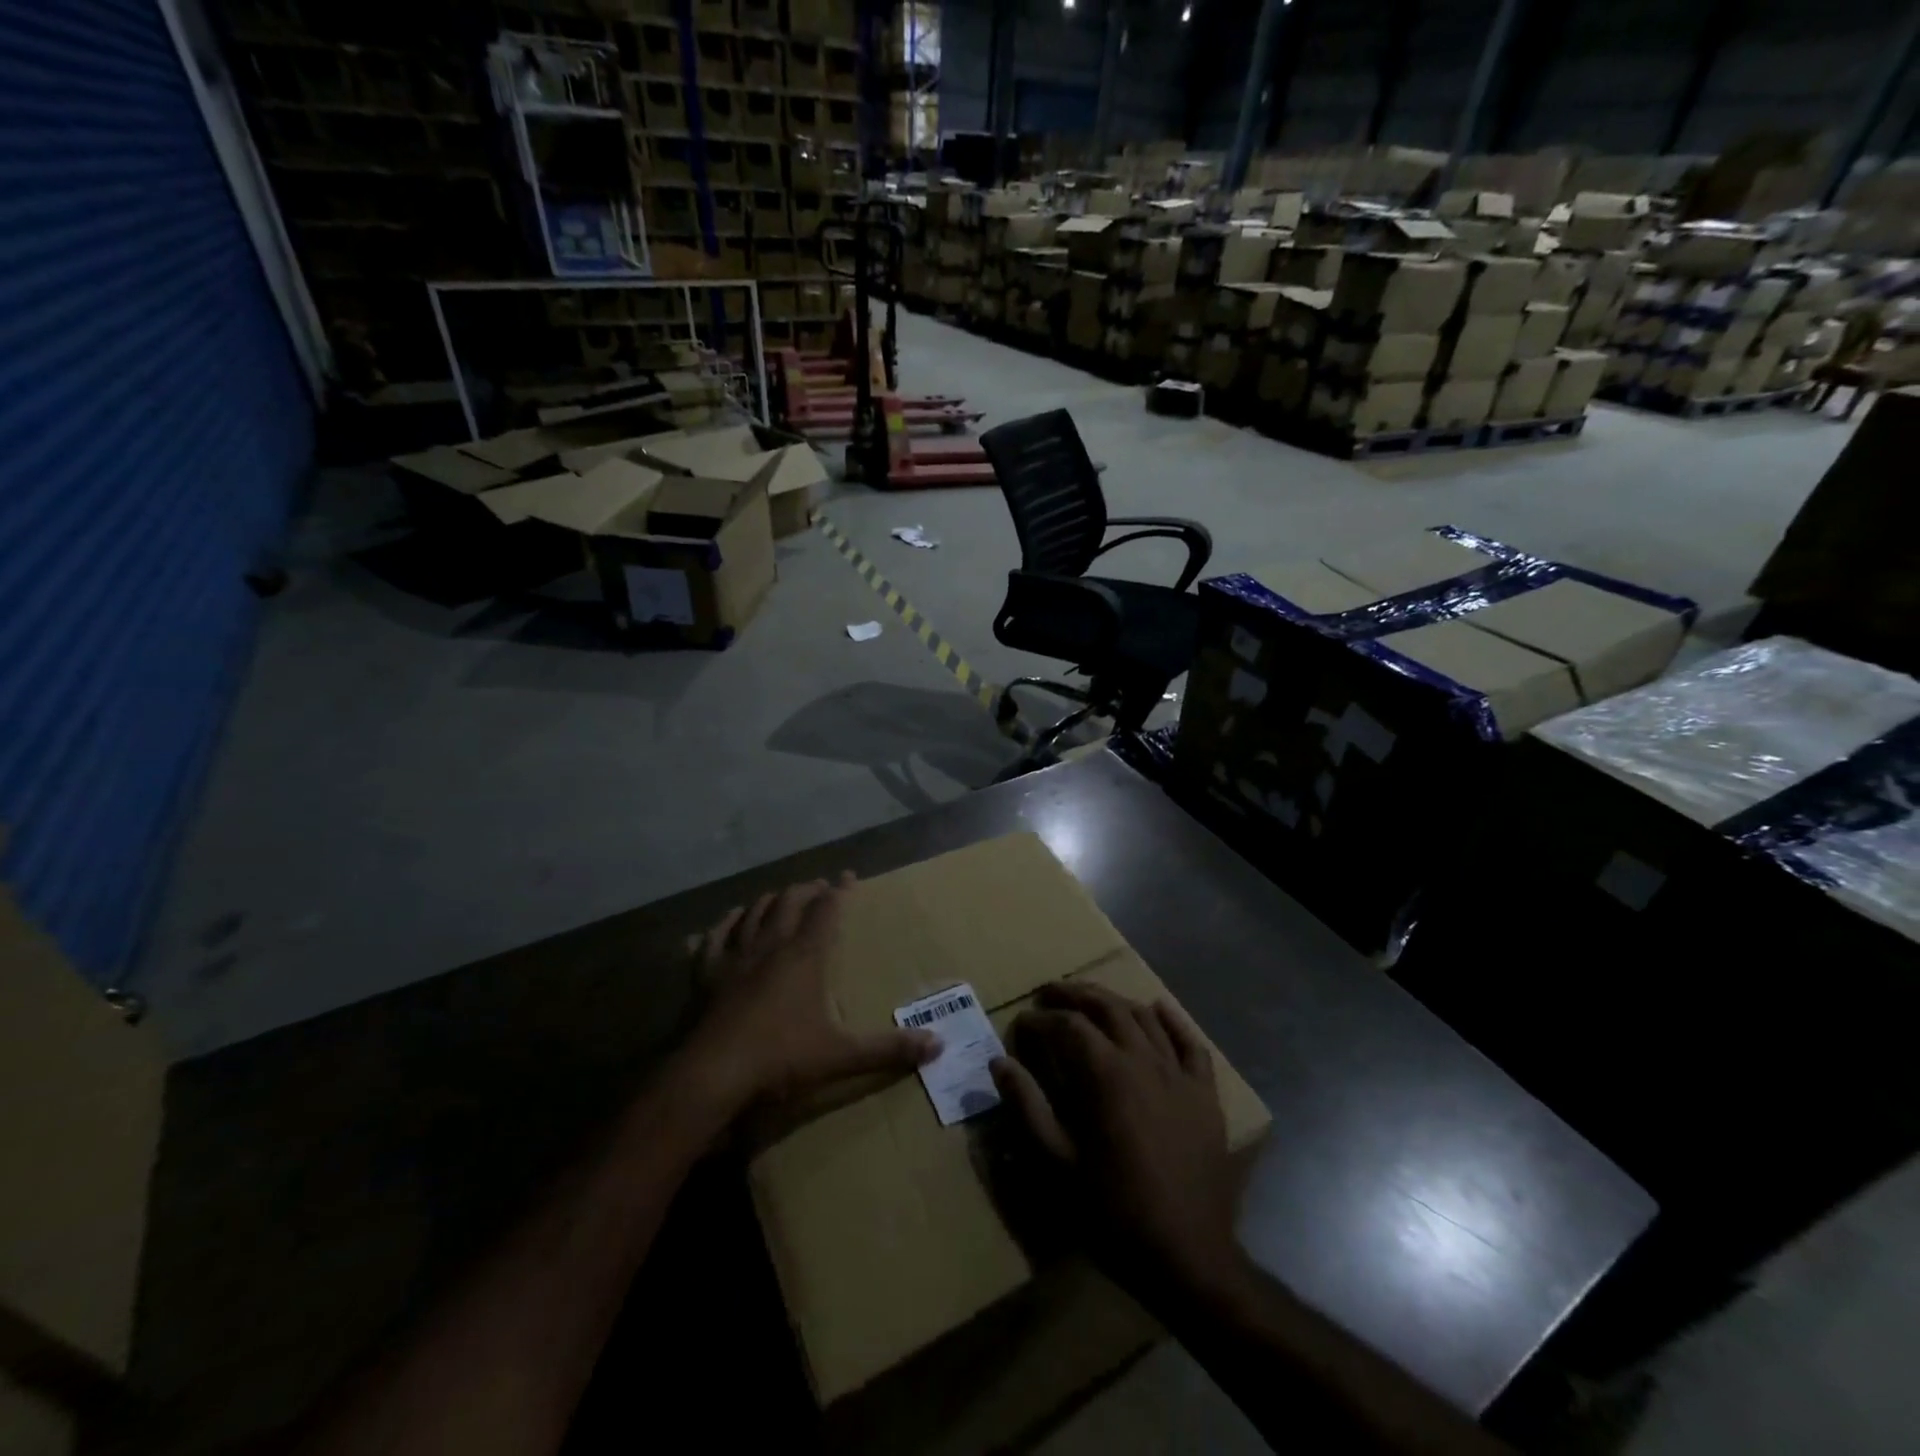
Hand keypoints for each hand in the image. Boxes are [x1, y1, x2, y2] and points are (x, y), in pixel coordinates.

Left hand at [682, 873, 936, 1114]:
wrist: (712, 1076)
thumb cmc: (780, 1059)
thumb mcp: (841, 1056)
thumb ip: (888, 1050)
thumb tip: (938, 1046)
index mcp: (804, 956)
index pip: (827, 909)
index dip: (840, 890)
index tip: (849, 876)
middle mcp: (770, 945)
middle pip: (789, 901)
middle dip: (807, 889)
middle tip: (819, 888)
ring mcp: (734, 956)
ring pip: (753, 912)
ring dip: (770, 900)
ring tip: (781, 898)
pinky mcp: (705, 973)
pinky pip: (714, 936)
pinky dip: (726, 922)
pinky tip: (730, 919)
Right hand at [990, 981, 1243, 1299]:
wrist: (1188, 1256)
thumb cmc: (1114, 1211)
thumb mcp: (1057, 1164)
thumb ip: (1027, 1107)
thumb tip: (999, 1063)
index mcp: (1106, 1075)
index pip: (1068, 1026)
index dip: (1041, 1019)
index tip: (1022, 1022)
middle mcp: (1143, 1060)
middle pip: (1107, 1007)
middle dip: (1075, 994)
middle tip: (1050, 992)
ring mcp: (1179, 1074)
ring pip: (1145, 1018)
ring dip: (1114, 1001)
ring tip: (1092, 1000)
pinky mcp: (1205, 1093)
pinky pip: (1190, 1043)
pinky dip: (1172, 1020)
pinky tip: (1157, 1008)